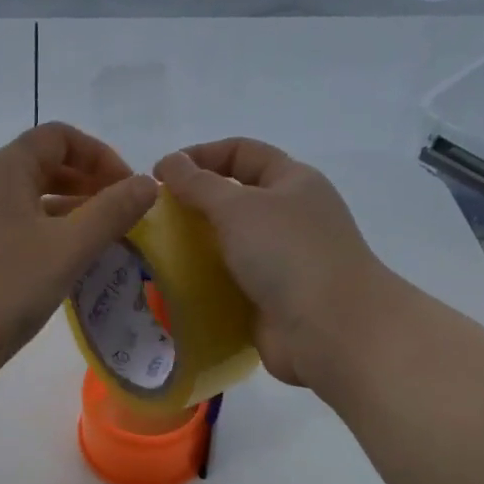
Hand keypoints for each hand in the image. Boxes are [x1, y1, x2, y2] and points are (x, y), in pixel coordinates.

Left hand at [0, 122, 157, 393]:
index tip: (130, 190)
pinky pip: (23, 226)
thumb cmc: (4, 287)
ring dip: (74, 210)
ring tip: (108, 239)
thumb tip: (150, 183)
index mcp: (5, 167)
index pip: (61, 137)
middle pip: (47, 164)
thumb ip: (113, 211)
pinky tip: (74, 262)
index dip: (101, 156)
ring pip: (35, 198)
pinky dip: (53, 234)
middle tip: (124, 215)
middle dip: (90, 182)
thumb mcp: (68, 247)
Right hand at [154, 138, 391, 388]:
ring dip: (196, 247)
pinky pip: (230, 282)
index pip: (242, 152)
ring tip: (155, 254)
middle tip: (153, 218)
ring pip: (230, 244)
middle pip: (235, 199)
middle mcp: (290, 217)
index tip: (159, 175)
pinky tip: (173, 288)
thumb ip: (199, 184)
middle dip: (194, 204)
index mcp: (293, 182)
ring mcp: (283, 261)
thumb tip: (169, 162)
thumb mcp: (239, 207)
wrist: (330, 330)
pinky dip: (205, 283)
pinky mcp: (271, 299)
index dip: (201, 155)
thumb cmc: (288, 254)